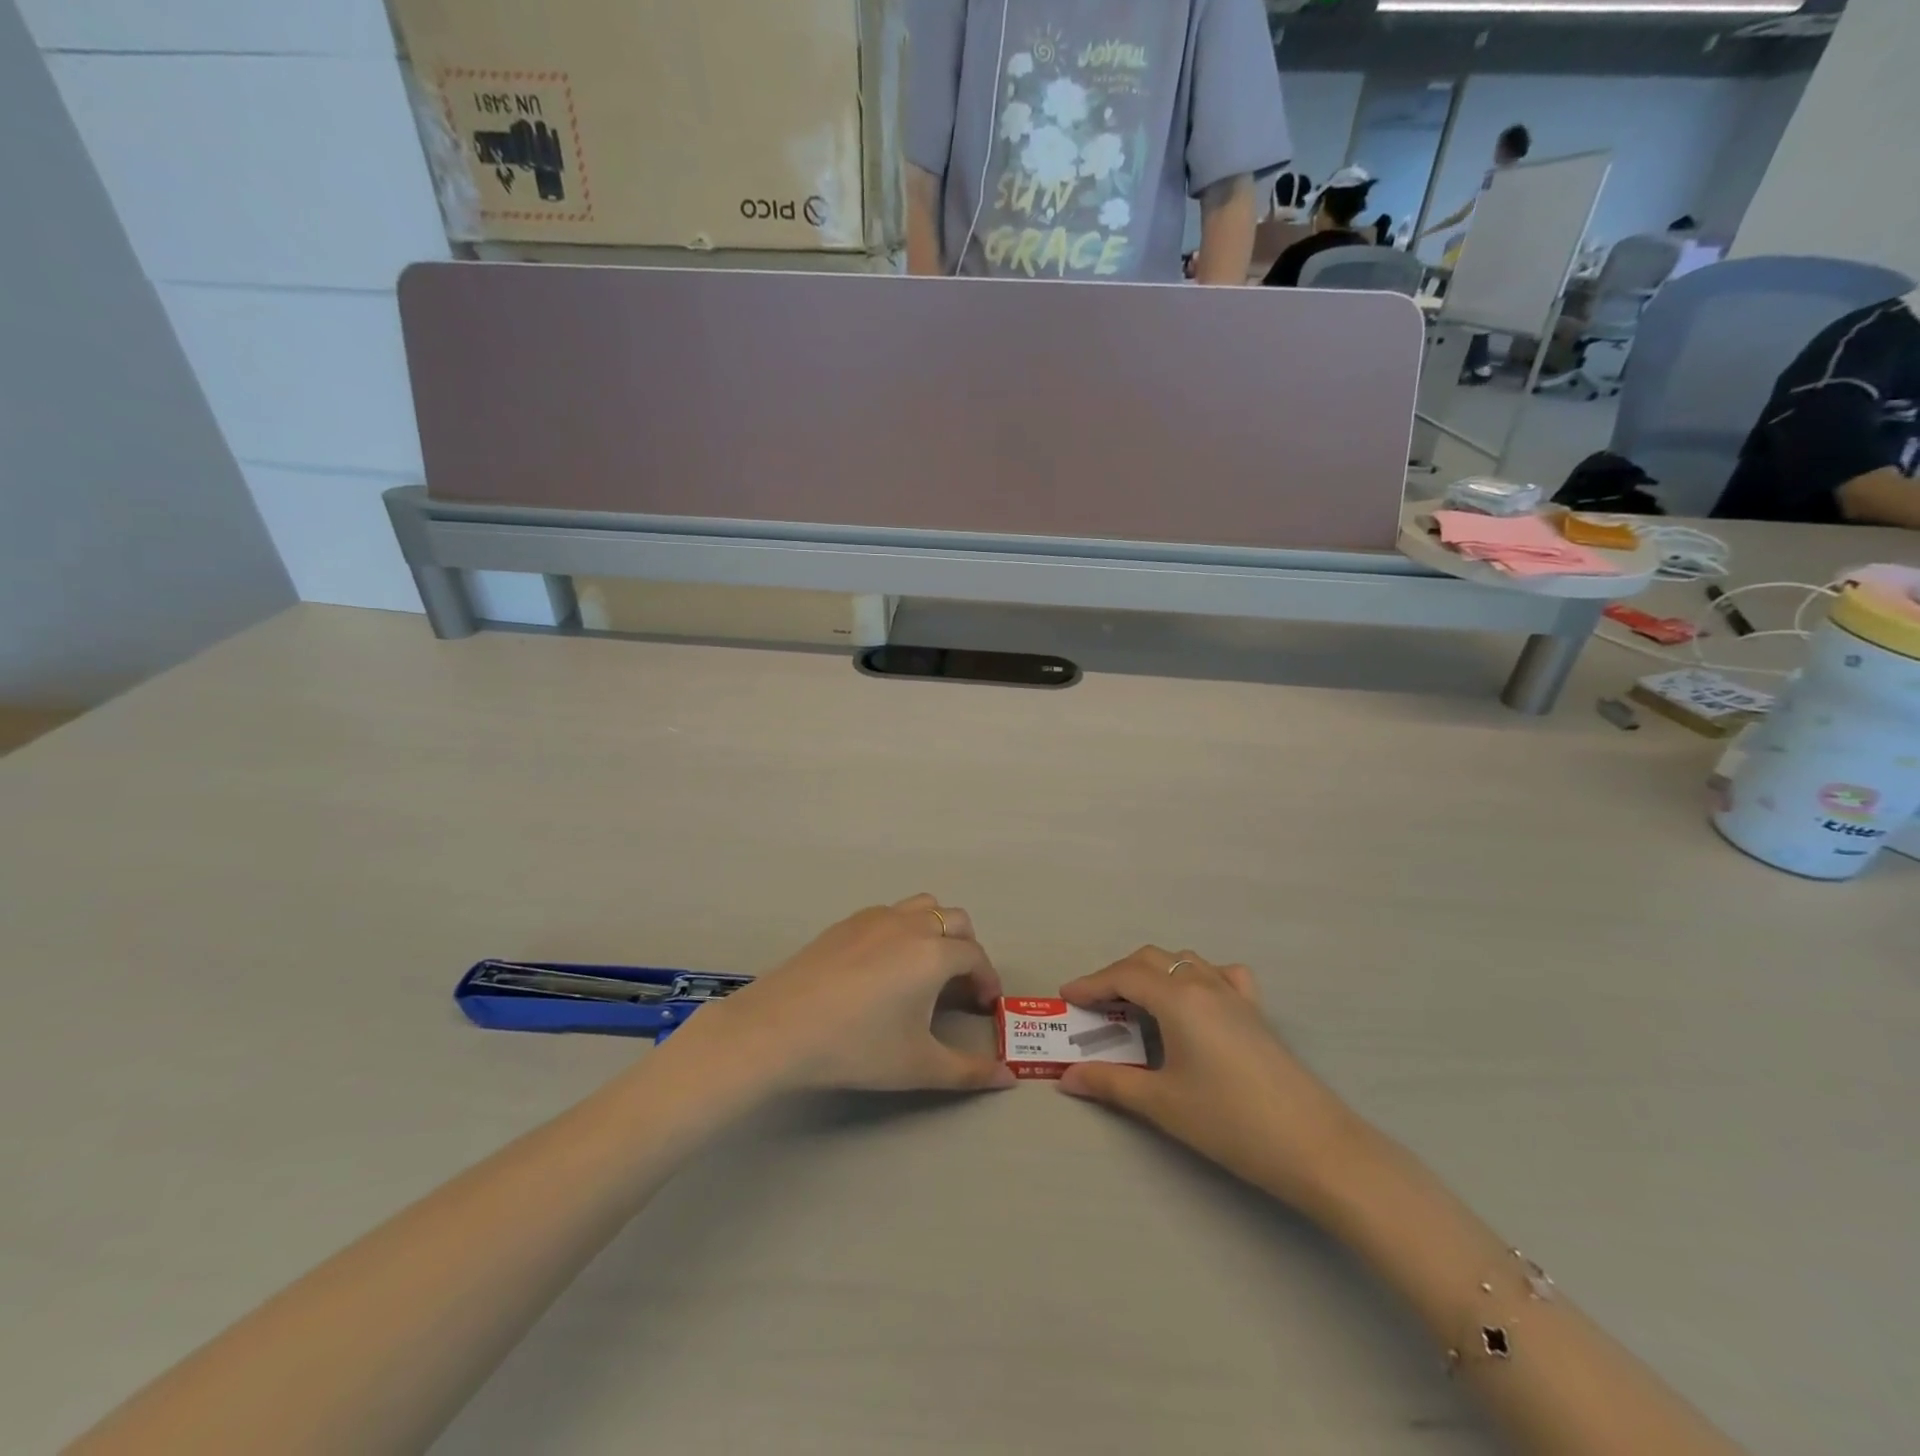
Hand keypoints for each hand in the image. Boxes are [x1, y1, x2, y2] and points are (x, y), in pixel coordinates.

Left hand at [679, 895, 1014, 1095]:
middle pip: (956, 921)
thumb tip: (1008, 1077)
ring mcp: (876, 918)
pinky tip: (884, 968)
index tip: (984, 1007)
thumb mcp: (918, 1066)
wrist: (780, 1027)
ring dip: (937, 930)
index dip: (987, 980)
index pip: (976, 957)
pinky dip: (903, 930)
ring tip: (925, 969)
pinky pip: (890, 914)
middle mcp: (910, 924)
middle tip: (959, 987)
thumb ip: (969, 1071)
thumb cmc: (857, 1046)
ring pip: (922, 907)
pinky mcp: (846, 922)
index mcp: (934, 953)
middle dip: (967, 950)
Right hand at [1057, 948, 1360, 1210]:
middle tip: (1095, 1006)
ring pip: (1184, 961)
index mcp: (1179, 999)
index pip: (1124, 976)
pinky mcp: (1256, 1012)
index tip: (1066, 996)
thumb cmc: (1231, 1122)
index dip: (1091, 983)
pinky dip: (1197, 976)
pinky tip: (1196, 1001)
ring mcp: (1235, 995)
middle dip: (1117, 975)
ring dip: (1154, 972)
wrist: (1315, 1146)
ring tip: (1136, 1003)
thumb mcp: (1162, 1104)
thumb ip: (1111, 1084)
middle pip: (1151, 960)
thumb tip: (1067, 1077)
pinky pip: (1221, 974)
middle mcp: (1204, 984)